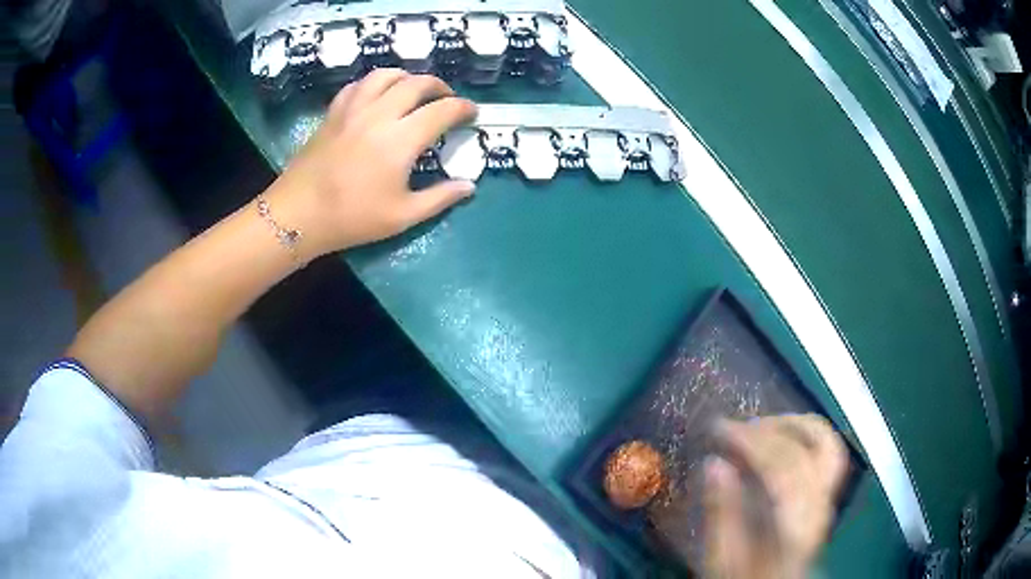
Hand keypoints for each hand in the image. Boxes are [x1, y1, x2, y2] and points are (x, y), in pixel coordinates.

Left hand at [265, 69, 477, 260]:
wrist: (299, 215)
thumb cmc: (352, 218)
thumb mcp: (402, 216)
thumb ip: (440, 198)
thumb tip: (470, 186)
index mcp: (401, 139)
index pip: (443, 110)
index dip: (464, 109)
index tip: (472, 114)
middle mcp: (380, 114)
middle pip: (417, 83)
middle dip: (440, 87)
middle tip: (447, 100)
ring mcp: (353, 109)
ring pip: (386, 75)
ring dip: (407, 78)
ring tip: (413, 90)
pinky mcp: (334, 112)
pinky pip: (358, 85)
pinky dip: (374, 84)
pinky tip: (377, 95)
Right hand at [703, 415, 847, 578]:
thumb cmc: (744, 577)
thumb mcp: (723, 557)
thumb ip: (721, 514)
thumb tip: (713, 463)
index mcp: (795, 525)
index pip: (783, 468)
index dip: (752, 442)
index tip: (720, 429)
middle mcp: (819, 505)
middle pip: (809, 449)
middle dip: (770, 429)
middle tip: (735, 427)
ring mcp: (827, 497)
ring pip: (826, 442)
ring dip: (792, 424)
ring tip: (760, 425)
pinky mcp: (826, 494)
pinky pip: (826, 450)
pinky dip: (803, 434)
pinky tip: (781, 437)